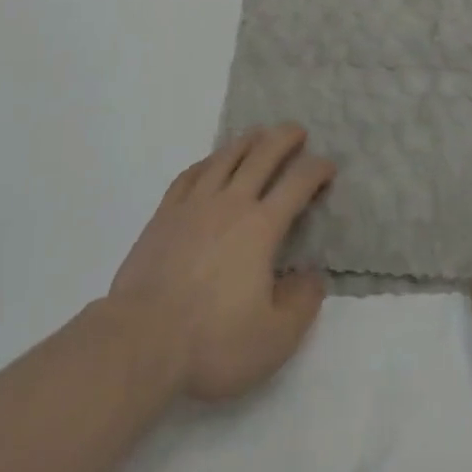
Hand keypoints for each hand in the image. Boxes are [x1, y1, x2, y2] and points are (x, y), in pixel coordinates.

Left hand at [107, 123, 334, 402]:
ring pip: (225, 158)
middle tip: (297, 130)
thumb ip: (301, 305)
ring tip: (259, 133)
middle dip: (283, 138)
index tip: (328, 165)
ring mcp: (194, 204)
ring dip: (247, 141)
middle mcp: (230, 203)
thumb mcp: (273, 339)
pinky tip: (210, 162)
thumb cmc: (213, 342)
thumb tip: (315, 276)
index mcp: (261, 228)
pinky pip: (190, 175)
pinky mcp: (165, 214)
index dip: (316, 170)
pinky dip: (207, 162)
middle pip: (261, 156)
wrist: (142, 339)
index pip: (296, 185)